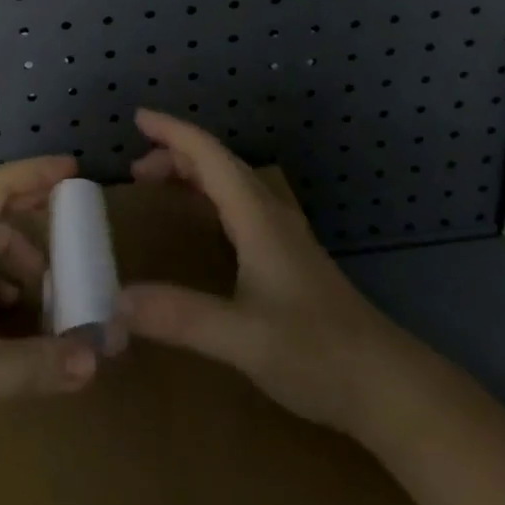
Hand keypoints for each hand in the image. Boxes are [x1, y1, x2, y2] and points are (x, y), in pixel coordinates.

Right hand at [117, 109, 391, 436]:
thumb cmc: (316, 352)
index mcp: (257, 216)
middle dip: (175, 154)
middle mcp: (269, 214)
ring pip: (231, 183)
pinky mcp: (289, 257)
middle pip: (218, 163)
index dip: (172, 131)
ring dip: (193, 173)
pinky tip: (202, 223)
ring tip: (158, 186)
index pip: (208, 155)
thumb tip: (116, 302)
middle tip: (135, 170)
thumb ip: (180, 317)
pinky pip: (239, 205)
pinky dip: (209, 196)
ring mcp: (283, 235)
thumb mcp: (242, 337)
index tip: (138, 118)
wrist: (387, 386)